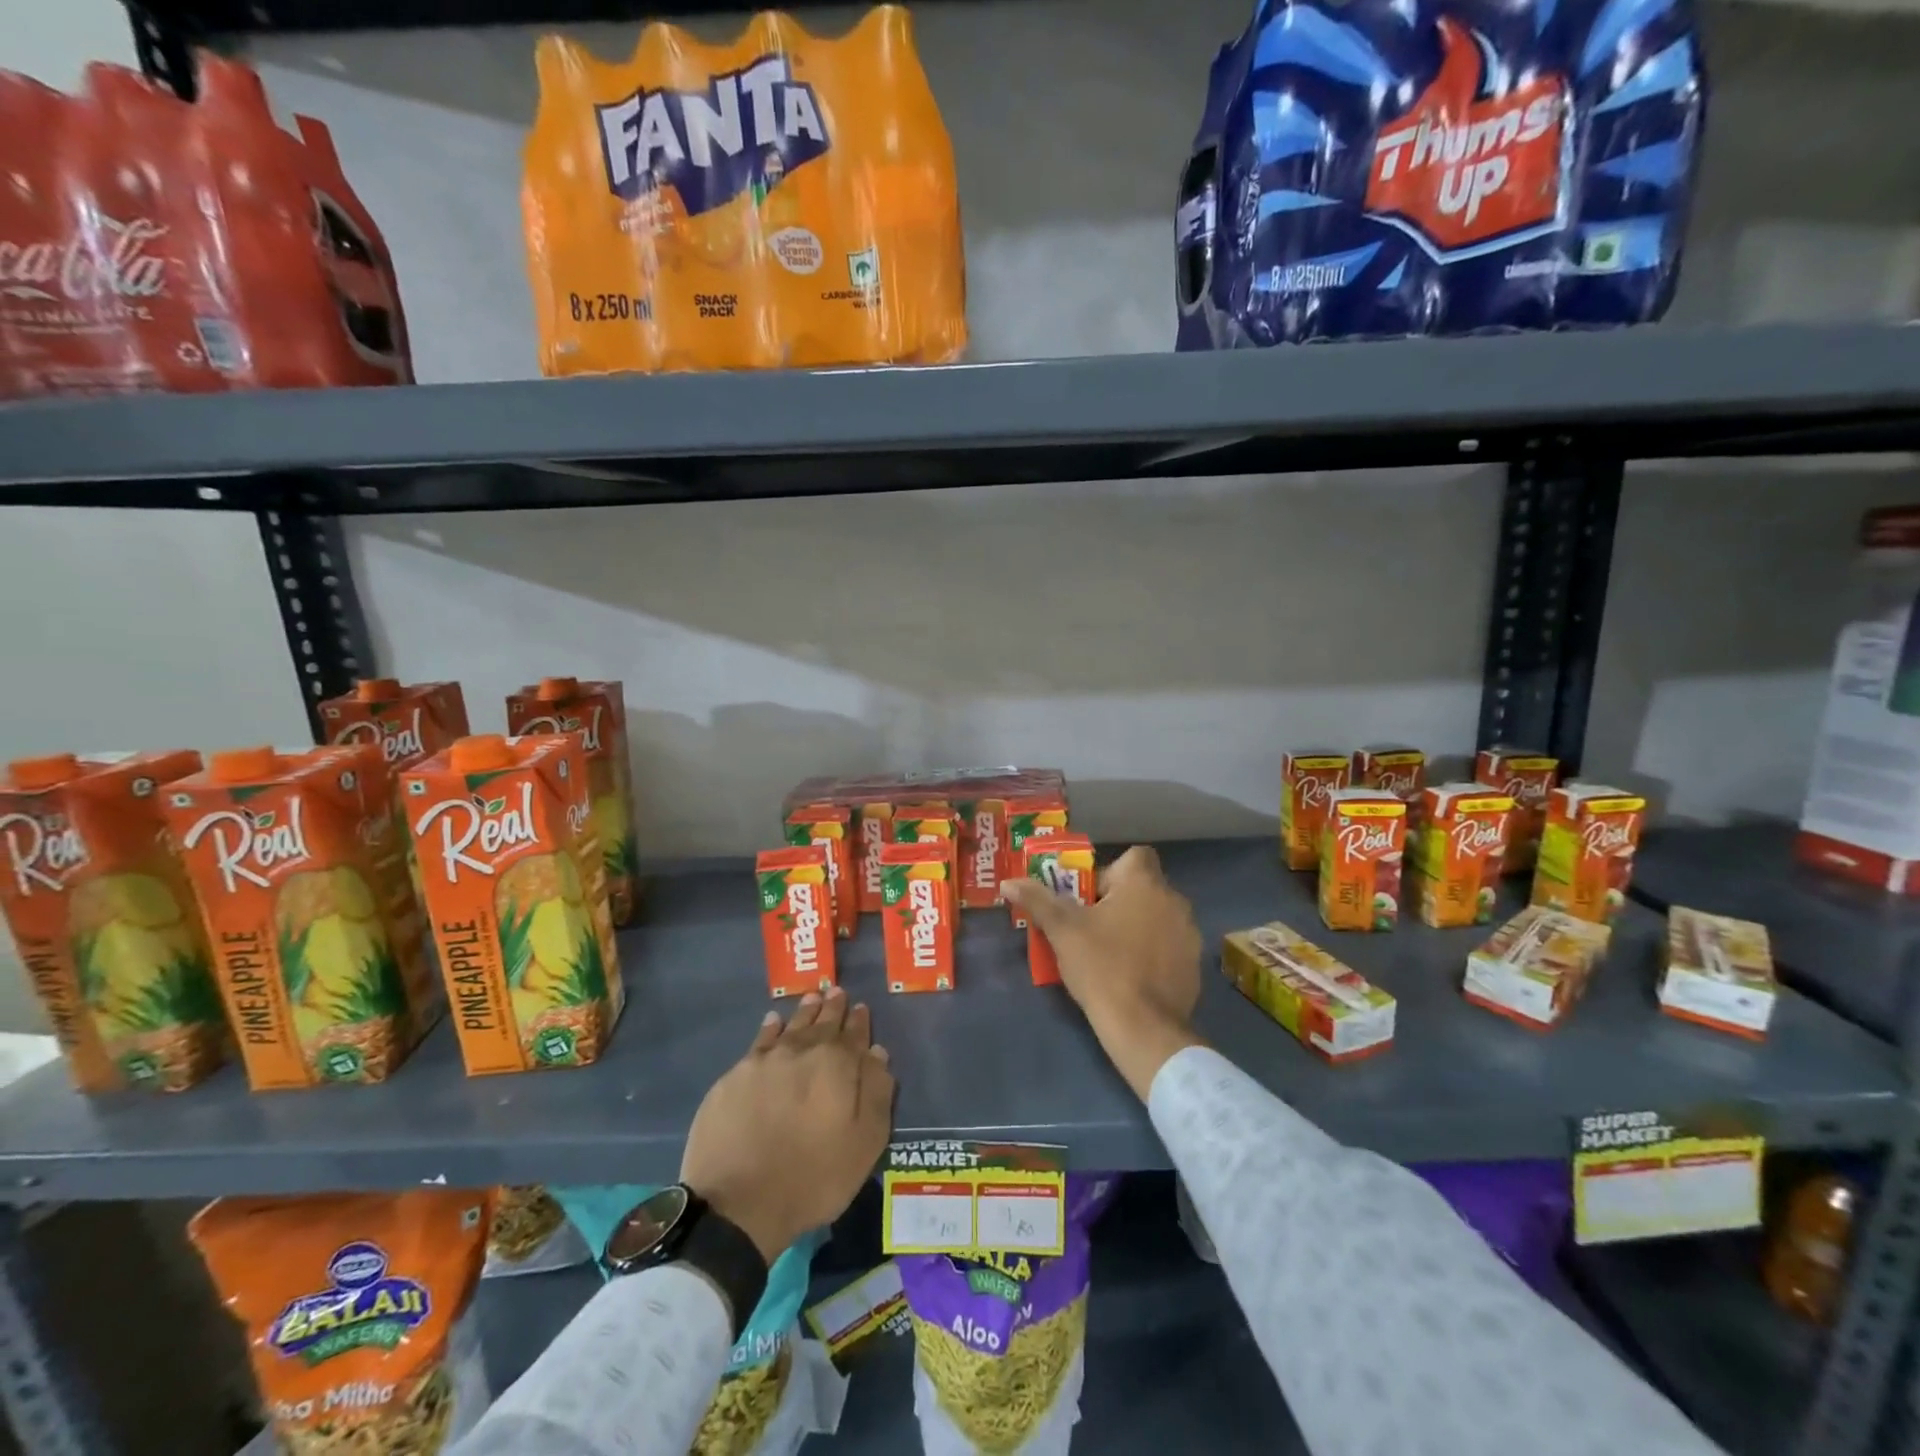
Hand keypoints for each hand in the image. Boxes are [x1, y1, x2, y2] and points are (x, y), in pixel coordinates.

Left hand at [680, 987, 894, 1264]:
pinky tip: (773, 1022)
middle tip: (836, 992)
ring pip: (790, 1026)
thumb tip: (877, 1053)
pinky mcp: (734, 1077)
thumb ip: (876, 1093)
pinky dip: (770, 1028)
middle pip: (821, 1022)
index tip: (861, 1008)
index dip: (859, 1021)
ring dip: (804, 1012)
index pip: (854, 1034)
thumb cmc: (813, 1178)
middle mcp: (801, 1051)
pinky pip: (759, 1041)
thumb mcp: (864, 1144)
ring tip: (812, 999)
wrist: (737, 1205)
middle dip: (832, 1007)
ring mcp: (764, 1061)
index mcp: (836, 1064)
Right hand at [1003, 845, 1205, 1099]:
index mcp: (1144, 884)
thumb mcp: (1062, 931)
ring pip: (1159, 916)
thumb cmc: (1101, 967)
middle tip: (1093, 927)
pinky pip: (1171, 944)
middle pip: (1144, 887)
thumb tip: (1008, 882)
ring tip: (1113, 952)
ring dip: (1139, 925)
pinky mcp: (1195, 963)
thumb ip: (1037, 900)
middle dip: (1120, 901)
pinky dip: (1155, 951)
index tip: (1092, 897)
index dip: (1112, 872)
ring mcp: (1189, 932)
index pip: (1135, 856)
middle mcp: (1174, 900)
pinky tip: (1135, 975)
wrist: (1143, 1027)